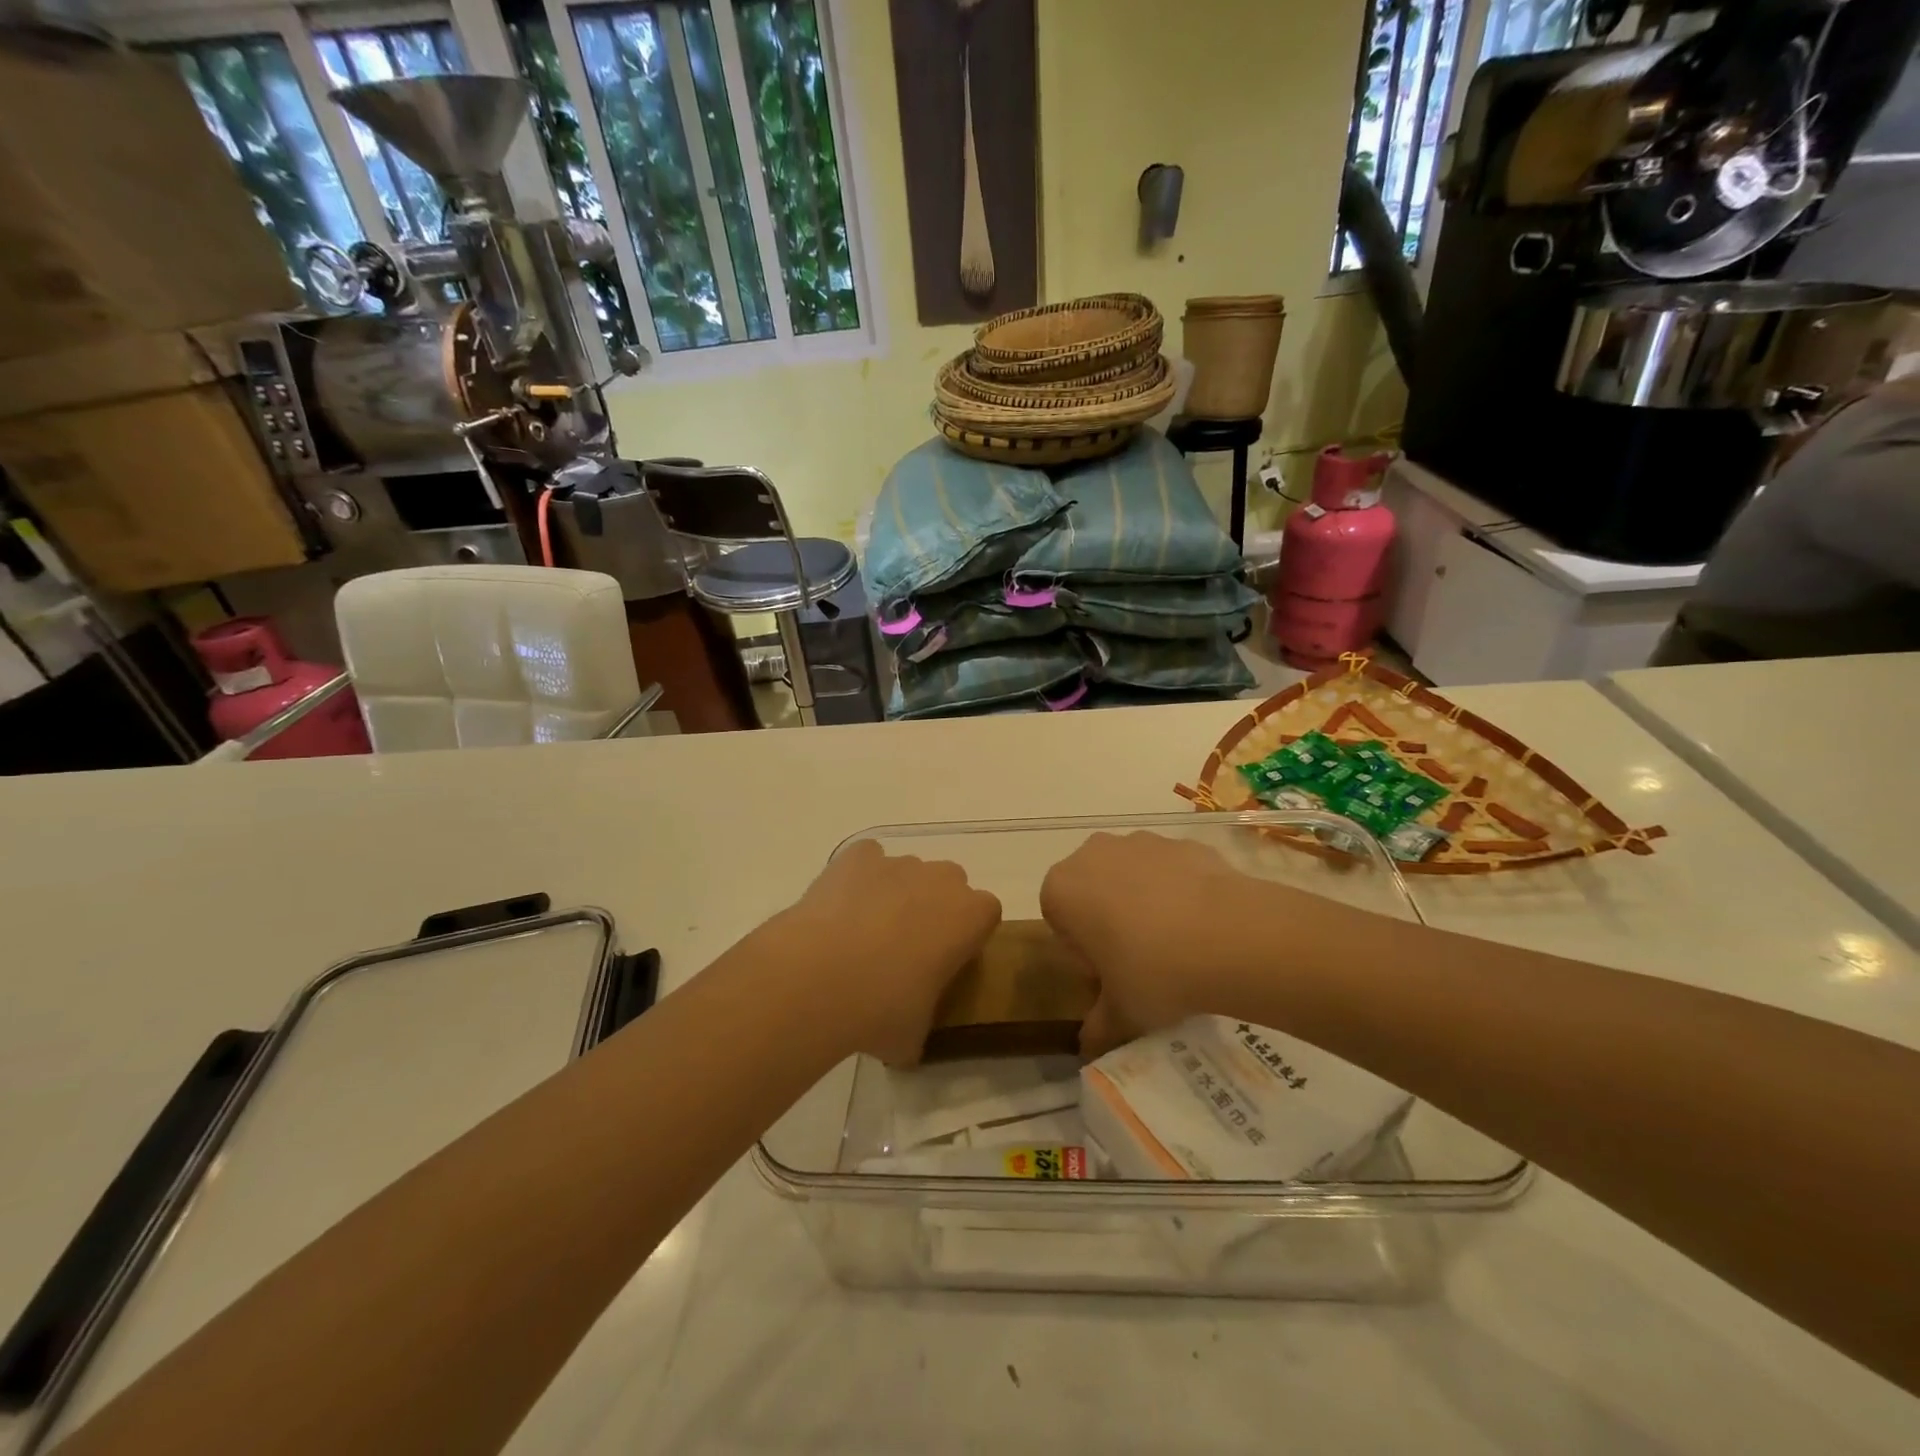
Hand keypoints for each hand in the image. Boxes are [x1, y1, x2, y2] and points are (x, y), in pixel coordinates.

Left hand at [775, 839, 1001, 1063]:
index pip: (986, 913)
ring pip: (907, 872)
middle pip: (949, 884)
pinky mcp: (857, 856)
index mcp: (970, 918)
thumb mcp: (913, 1036)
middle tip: (905, 948)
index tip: (946, 960)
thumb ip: (921, 1025)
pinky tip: (839, 908)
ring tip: (861, 933)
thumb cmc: (880, 1010)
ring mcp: (898, 862)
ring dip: (895, 893)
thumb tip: (903, 1039)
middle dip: (934, 907)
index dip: (967, 934)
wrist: (817, 978)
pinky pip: (867, 859)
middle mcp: (941, 880)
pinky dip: (858, 877)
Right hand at [1040, 832, 1339, 1054]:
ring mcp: (1140, 842)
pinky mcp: (1183, 842)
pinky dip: (1180, 891)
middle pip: (1092, 890)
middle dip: (1108, 919)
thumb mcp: (1120, 1013)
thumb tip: (1088, 1048)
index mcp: (1062, 889)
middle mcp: (1093, 854)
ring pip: (1131, 875)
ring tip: (1177, 945)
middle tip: (1138, 961)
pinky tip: (1203, 926)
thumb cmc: (1153, 972)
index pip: (1058, 920)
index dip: (1082, 951)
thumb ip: (1097, 1027)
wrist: (1230, 936)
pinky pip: (1171, 870)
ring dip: (1143, 902)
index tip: (1108, 975)